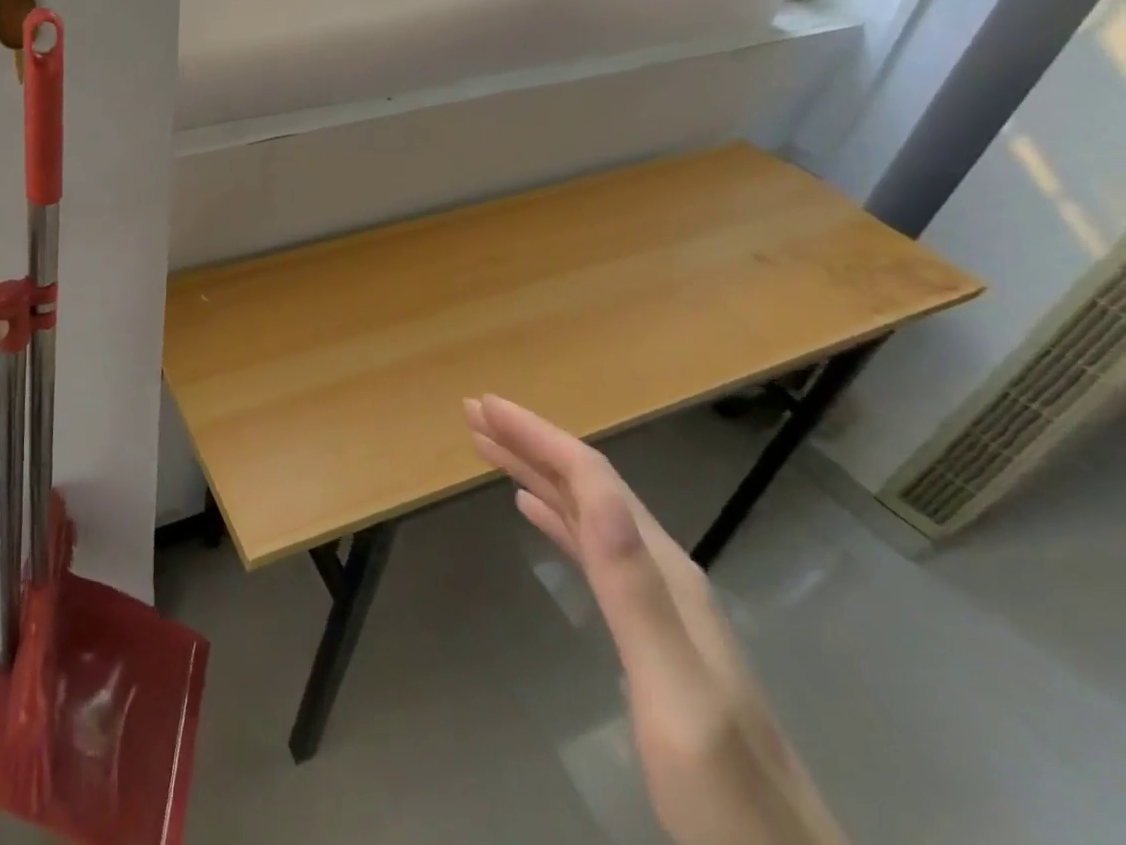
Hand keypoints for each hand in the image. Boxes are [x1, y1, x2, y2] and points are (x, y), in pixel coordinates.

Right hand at [464, 395, 846, 844]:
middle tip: (474, 412)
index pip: (592, 479)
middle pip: (588, 485)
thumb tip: (596, 495)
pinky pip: (589, 547)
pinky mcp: (647, 631)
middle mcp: (661, 573)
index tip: (483, 406)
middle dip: (529, 441)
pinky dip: (554, 514)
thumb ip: (635, 591)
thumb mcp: (676, 692)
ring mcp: (658, 603)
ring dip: (536, 471)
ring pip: (586, 511)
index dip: (537, 436)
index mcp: (663, 573)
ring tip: (489, 446)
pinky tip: (533, 510)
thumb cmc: (724, 793)